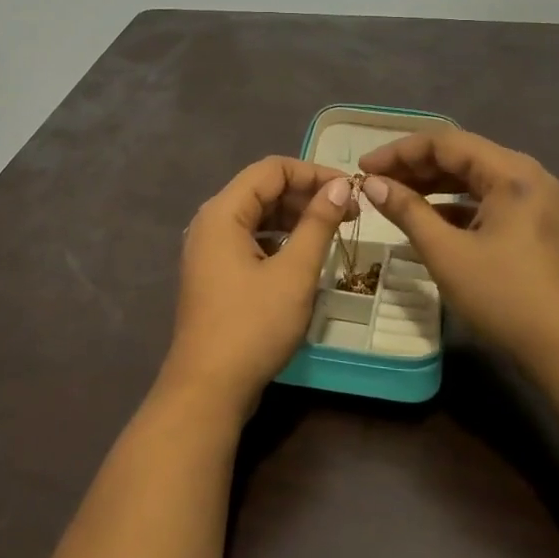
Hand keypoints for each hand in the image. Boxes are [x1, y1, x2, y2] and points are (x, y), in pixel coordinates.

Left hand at [165, 157, 356, 414]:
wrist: (208, 388)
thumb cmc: (252, 326)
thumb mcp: (294, 272)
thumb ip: (318, 223)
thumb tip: (341, 186)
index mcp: (223, 212)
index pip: (272, 169)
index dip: (313, 173)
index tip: (351, 190)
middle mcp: (211, 222)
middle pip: (262, 189)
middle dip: (306, 195)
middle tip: (349, 213)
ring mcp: (209, 249)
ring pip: (257, 215)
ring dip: (294, 217)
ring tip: (332, 231)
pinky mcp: (215, 273)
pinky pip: (250, 239)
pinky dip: (278, 239)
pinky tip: (303, 256)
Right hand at [358, 130, 558, 368]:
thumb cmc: (504, 297)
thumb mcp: (447, 253)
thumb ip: (407, 211)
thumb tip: (371, 183)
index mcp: (511, 172)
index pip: (445, 142)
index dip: (399, 152)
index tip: (364, 168)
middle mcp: (526, 174)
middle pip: (460, 154)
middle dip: (413, 166)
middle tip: (374, 182)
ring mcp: (533, 198)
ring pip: (472, 176)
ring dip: (431, 184)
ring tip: (393, 196)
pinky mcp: (532, 221)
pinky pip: (485, 198)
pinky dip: (453, 203)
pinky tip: (426, 219)